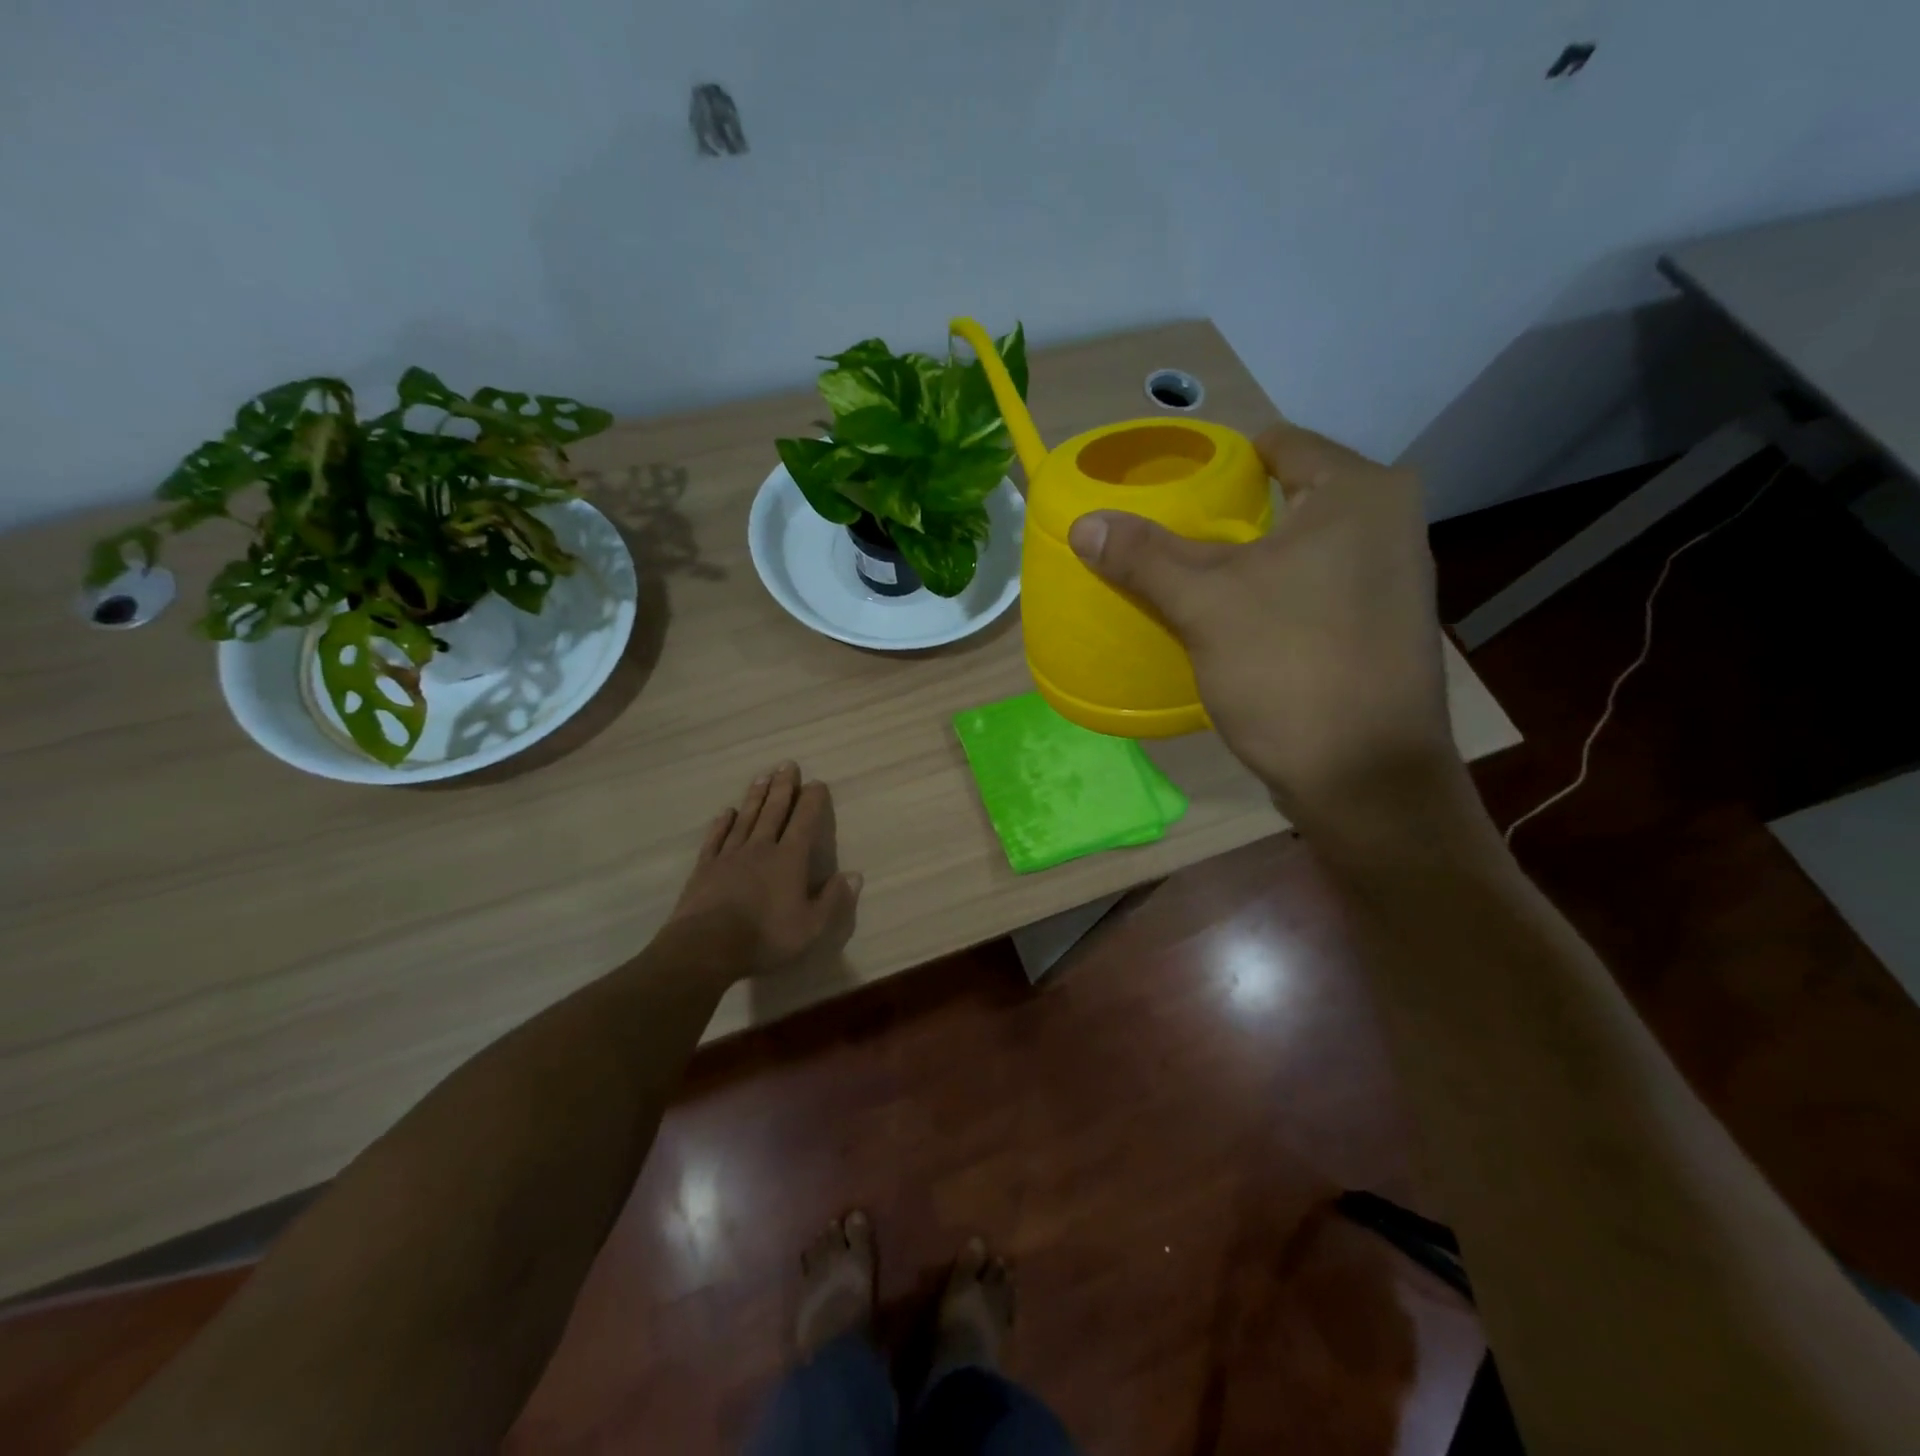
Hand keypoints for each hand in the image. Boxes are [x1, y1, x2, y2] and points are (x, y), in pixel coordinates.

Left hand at [670, 763, 861, 976]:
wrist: (705, 947)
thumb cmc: (764, 938)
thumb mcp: (811, 927)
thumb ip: (833, 900)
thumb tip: (854, 875)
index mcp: (789, 860)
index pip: (804, 822)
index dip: (812, 801)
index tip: (817, 782)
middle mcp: (760, 848)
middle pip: (773, 811)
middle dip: (783, 787)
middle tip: (787, 764)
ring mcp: (729, 856)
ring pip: (746, 818)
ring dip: (756, 796)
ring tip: (762, 776)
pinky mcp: (705, 868)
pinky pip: (716, 838)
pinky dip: (722, 823)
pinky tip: (726, 812)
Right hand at [1067, 421, 1456, 833]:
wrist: (1365, 778)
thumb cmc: (1290, 669)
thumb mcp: (1204, 605)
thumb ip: (1144, 556)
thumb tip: (1084, 523)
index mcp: (1359, 492)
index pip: (1277, 444)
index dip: (1218, 462)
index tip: (1170, 490)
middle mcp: (1390, 521)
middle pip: (1287, 497)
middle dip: (1228, 517)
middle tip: (1168, 538)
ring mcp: (1393, 578)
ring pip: (1301, 547)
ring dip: (1250, 560)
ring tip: (1192, 579)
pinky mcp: (1383, 626)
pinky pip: (1315, 587)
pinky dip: (1275, 593)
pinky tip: (1237, 621)